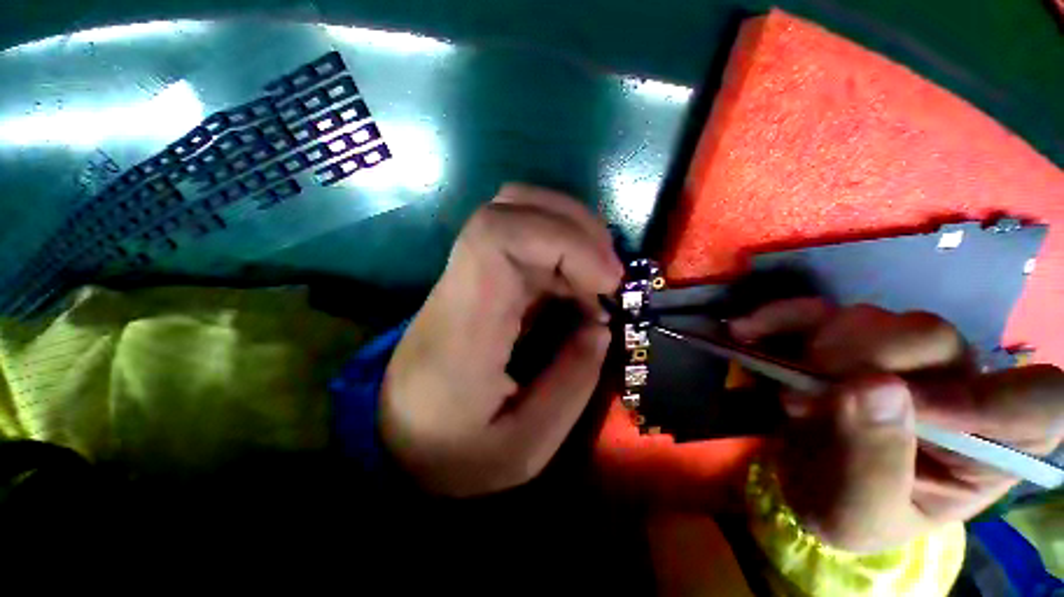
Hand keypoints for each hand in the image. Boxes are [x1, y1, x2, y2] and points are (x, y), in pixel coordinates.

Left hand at [380, 184, 622, 496]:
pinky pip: (524, 239)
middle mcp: (463, 284)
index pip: (498, 234)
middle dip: (576, 228)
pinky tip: (579, 285)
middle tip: (610, 277)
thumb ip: (571, 385)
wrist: (395, 438)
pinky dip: (564, 250)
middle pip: (511, 207)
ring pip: (519, 212)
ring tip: (599, 278)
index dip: (561, 239)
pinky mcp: (480, 280)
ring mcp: (469, 276)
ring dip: (572, 234)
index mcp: (465, 322)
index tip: (607, 280)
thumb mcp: (522, 448)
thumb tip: (601, 324)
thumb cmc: (450, 452)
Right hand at [730, 299, 1063, 552]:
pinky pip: (817, 310)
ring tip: (789, 385)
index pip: (1037, 405)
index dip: (985, 400)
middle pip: (936, 340)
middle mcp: (955, 385)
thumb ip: (872, 463)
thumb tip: (869, 387)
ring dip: (822, 345)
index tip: (902, 407)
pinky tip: (747, 331)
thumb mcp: (858, 515)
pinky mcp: (844, 337)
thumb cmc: (846, 511)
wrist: (803, 479)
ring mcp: (897, 354)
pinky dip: (780, 317)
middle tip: (812, 393)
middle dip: (866, 362)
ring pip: (878, 318)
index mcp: (988, 446)